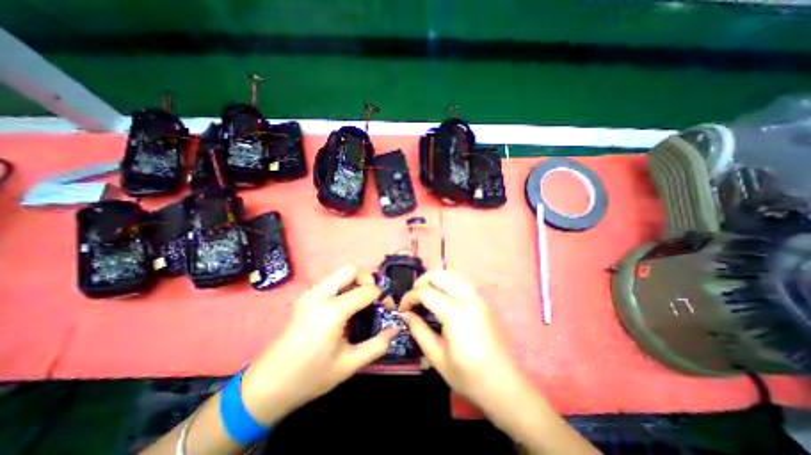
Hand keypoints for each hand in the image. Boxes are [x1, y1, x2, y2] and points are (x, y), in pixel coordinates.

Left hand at [238, 263, 398, 421]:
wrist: (268, 385)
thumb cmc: (311, 376)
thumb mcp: (350, 364)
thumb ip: (377, 345)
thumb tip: (396, 329)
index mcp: (332, 310)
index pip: (366, 290)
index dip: (381, 296)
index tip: (387, 307)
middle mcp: (320, 294)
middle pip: (351, 269)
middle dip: (368, 278)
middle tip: (374, 297)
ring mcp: (310, 293)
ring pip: (340, 273)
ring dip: (356, 281)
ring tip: (362, 301)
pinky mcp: (306, 297)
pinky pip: (332, 281)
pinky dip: (345, 286)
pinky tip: (347, 305)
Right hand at [399, 269, 525, 411]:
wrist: (505, 385)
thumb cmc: (469, 376)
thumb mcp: (437, 357)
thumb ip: (418, 330)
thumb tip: (406, 314)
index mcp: (455, 312)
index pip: (425, 292)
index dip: (409, 297)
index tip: (402, 309)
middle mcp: (468, 297)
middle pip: (438, 274)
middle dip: (420, 282)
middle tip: (413, 299)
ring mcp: (478, 297)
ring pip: (450, 274)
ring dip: (434, 281)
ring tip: (425, 297)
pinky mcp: (483, 300)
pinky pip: (460, 282)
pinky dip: (446, 284)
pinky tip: (442, 299)